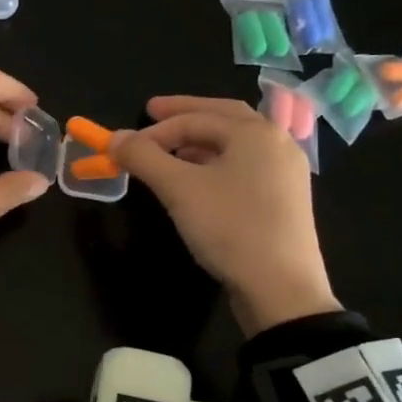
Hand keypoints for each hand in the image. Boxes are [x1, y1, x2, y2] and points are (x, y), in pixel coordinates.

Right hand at [109, 96, 339, 333]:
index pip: (195, 118)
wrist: (281, 288)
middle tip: (152, 113)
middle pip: (223, 118)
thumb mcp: (179, 189)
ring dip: (199, 142)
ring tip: (169, 152)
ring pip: (235, 144)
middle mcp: (277, 142)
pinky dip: (216, 163)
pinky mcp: (285, 199)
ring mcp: (286, 172)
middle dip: (185, 115)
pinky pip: (245, 167)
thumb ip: (144, 157)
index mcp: (255, 132)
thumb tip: (114, 137)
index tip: (124, 146)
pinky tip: (198, 181)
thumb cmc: (230, 228)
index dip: (154, 130)